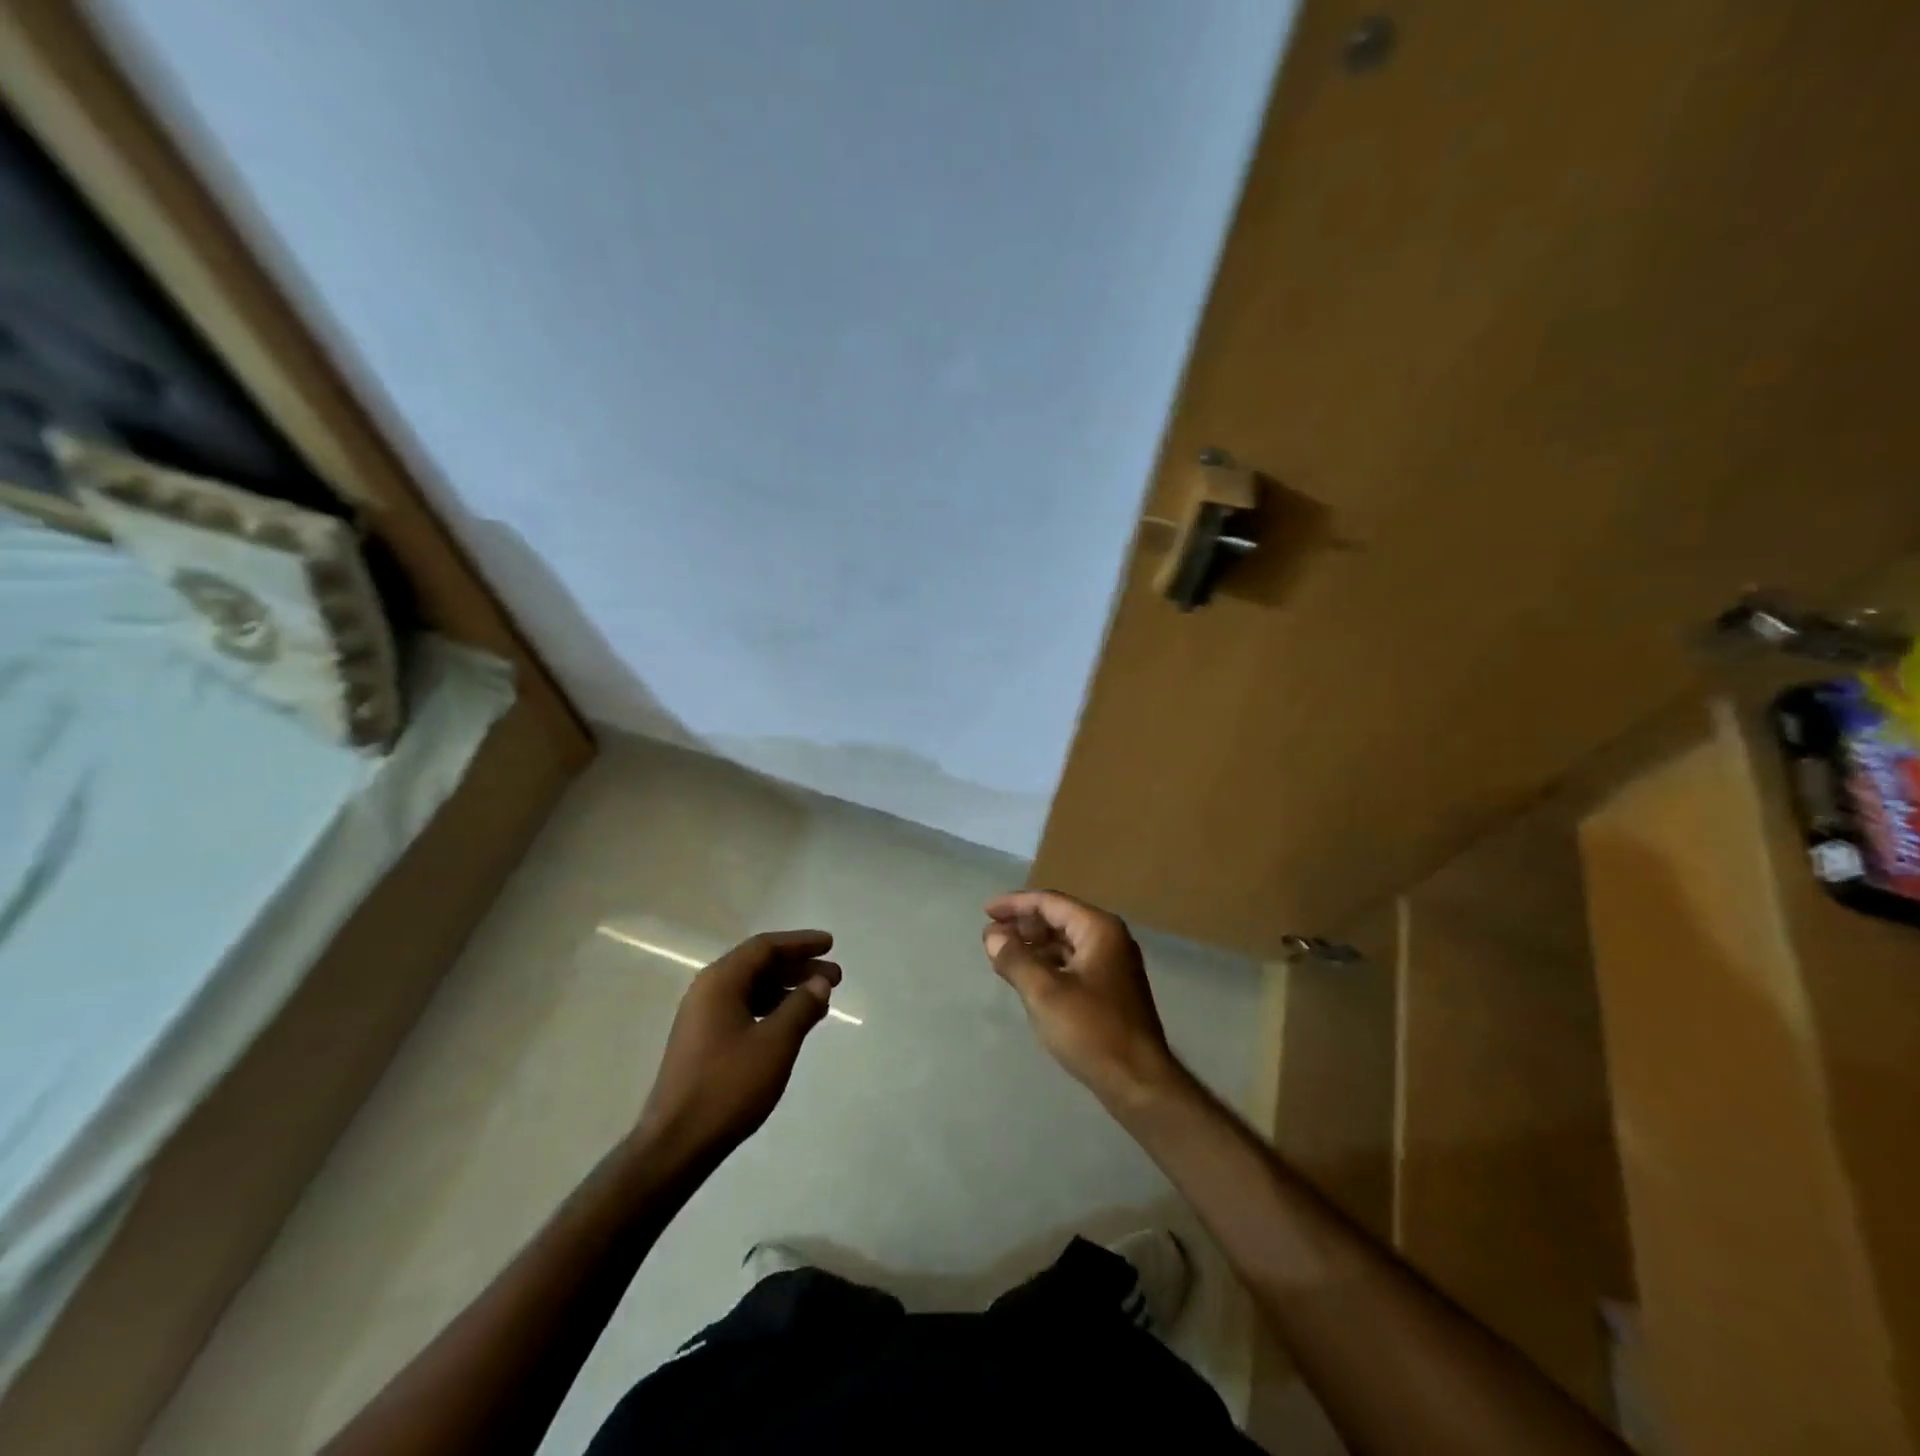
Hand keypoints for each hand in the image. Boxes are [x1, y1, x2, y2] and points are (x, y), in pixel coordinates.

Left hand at [638, 930, 840, 1159]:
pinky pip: (744, 1009)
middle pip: (758, 965)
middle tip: (835, 977)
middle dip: (798, 967)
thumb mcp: (775, 1043)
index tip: (830, 945)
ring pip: (752, 988)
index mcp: (720, 982)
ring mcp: (702, 1017)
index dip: (800, 943)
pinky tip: (794, 1024)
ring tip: (821, 1001)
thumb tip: (819, 981)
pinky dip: (772, 1009)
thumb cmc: (728, 1086)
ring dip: (787, 989)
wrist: (676, 1144)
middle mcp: (708, 991)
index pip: (764, 948)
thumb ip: (801, 1006)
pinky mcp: (703, 1041)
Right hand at [983, 891, 1183, 1109]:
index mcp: (1098, 929)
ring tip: (1003, 956)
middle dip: (1024, 924)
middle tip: (992, 936)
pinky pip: (1073, 963)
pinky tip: (1029, 978)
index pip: (1050, 902)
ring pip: (1066, 942)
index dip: (1015, 904)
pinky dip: (1048, 964)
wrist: (1139, 1082)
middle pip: (1059, 918)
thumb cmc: (1092, 1030)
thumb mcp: (1044, 993)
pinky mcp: (1111, 989)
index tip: (985, 913)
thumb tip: (993, 936)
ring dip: (1034, 945)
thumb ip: (1015, 959)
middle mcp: (1110, 938)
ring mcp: (1113, 964)